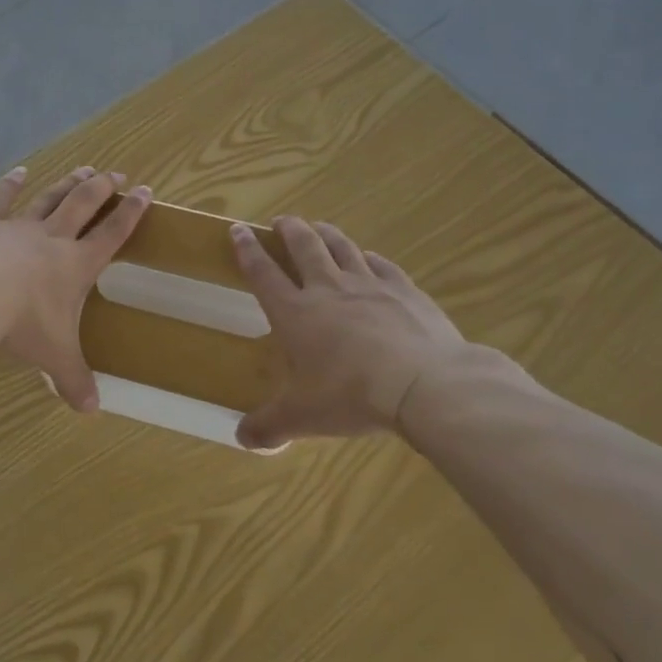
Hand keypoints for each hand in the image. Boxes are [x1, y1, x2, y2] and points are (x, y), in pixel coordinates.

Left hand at [0, 166, 151, 411]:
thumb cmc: (22, 323)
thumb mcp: (54, 356)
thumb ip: (73, 379)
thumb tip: (91, 412)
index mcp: (76, 264)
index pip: (112, 234)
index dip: (131, 213)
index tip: (145, 191)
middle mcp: (52, 238)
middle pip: (83, 205)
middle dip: (102, 188)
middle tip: (115, 173)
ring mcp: (17, 227)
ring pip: (49, 198)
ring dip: (67, 182)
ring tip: (83, 168)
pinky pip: (0, 199)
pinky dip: (10, 184)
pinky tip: (18, 172)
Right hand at [229, 217, 467, 449]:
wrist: (423, 383)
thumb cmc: (351, 395)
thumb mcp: (302, 417)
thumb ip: (269, 426)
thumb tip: (241, 440)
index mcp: (295, 312)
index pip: (263, 272)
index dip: (247, 249)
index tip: (238, 229)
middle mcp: (328, 288)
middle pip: (304, 246)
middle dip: (289, 230)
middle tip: (282, 221)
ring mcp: (369, 285)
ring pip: (342, 247)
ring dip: (326, 233)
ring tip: (319, 227)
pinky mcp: (404, 290)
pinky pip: (382, 264)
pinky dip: (369, 257)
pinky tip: (369, 258)